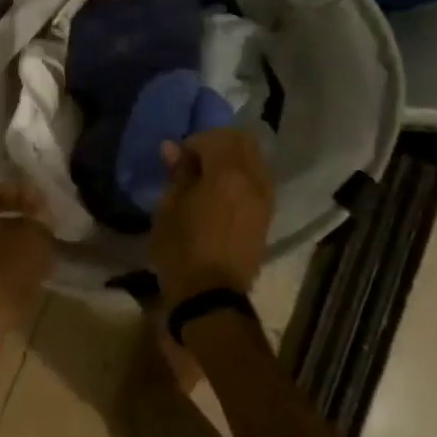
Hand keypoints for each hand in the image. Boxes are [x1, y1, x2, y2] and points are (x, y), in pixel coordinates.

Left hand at [0, 182, 55, 352]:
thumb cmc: (0, 276)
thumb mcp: (33, 242)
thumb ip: (39, 224)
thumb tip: (39, 218)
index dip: (19, 192)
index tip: (42, 203)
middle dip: (11, 222)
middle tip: (36, 229)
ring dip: (3, 250)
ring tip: (29, 260)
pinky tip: (14, 284)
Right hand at [150, 128, 274, 304]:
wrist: (211, 299)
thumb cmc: (182, 250)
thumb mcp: (169, 208)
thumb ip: (177, 173)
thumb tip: (172, 147)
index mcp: (227, 173)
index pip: (214, 138)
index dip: (193, 144)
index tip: (177, 161)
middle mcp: (253, 180)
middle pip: (243, 142)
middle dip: (219, 144)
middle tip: (196, 163)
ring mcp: (265, 199)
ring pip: (255, 160)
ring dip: (234, 160)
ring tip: (210, 180)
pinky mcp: (267, 218)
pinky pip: (258, 182)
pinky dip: (243, 179)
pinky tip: (223, 196)